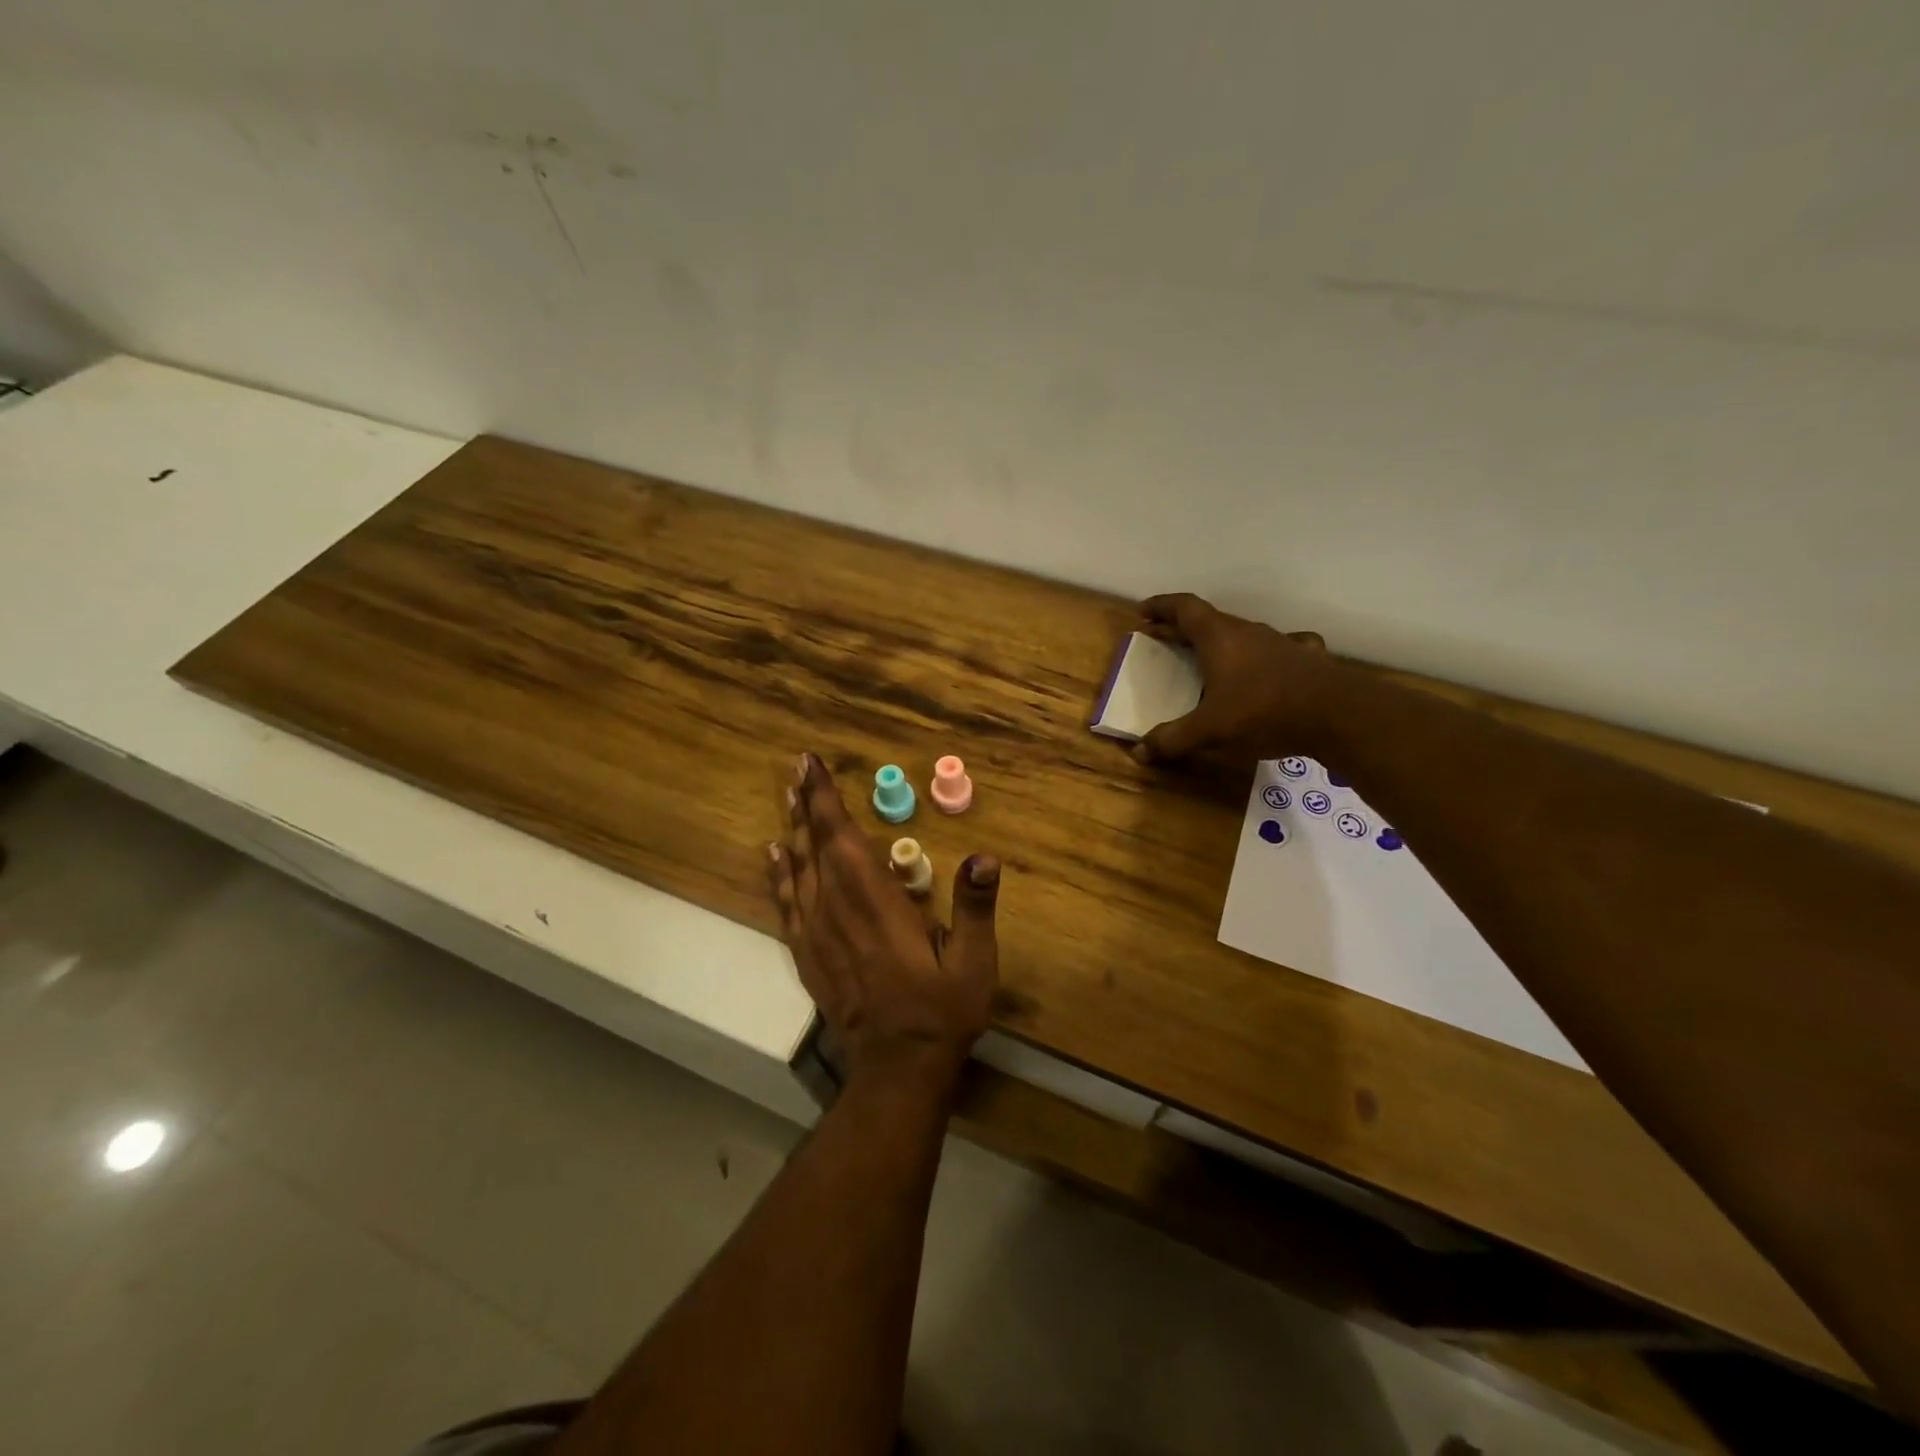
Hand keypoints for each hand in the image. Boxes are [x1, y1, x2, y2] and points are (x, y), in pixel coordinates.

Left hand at [768, 753, 999, 1094]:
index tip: (812, 765)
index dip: (826, 800)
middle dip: (807, 803)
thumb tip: (984, 857)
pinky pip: (787, 905)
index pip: (843, 839)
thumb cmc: (941, 1010)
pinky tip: (774, 855)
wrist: (898, 1068)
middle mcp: (838, 910)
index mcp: (876, 903)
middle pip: (816, 846)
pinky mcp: (809, 955)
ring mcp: (818, 934)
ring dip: (793, 830)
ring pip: (798, 870)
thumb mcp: (974, 962)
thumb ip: (977, 908)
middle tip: (798, 766)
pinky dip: (778, 876)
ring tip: (786, 796)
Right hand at [1133, 593, 1337, 764]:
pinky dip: (1262, 654)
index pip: (1184, 608)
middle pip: (1209, 620)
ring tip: (1208, 658)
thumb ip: (1172, 739)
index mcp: (1219, 638)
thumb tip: (1138, 753)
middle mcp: (1247, 631)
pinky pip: (1277, 648)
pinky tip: (1266, 666)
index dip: (1161, 607)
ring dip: (1220, 641)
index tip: (1143, 614)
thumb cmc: (1263, 713)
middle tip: (1164, 639)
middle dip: (1182, 627)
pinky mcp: (1304, 658)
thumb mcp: (1210, 731)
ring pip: (1242, 633)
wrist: (1338, 715)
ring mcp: (1279, 642)